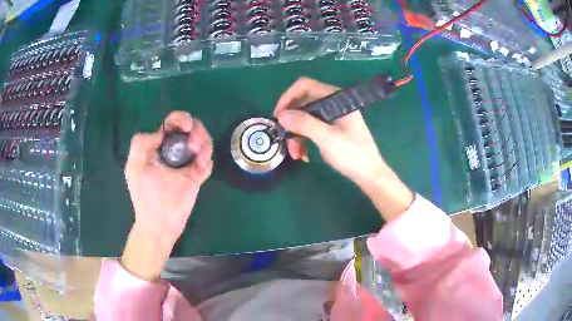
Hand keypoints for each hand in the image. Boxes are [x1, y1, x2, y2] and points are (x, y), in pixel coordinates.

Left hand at [122, 111, 212, 280]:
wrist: (159, 223)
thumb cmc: (145, 196)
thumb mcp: (135, 166)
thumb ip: (142, 143)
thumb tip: (161, 133)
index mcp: (159, 145)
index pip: (172, 123)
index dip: (181, 118)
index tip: (185, 127)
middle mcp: (174, 151)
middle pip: (192, 128)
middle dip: (196, 131)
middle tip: (192, 146)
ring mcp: (187, 163)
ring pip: (203, 142)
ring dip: (204, 144)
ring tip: (198, 159)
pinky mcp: (197, 176)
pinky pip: (208, 161)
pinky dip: (207, 161)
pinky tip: (200, 168)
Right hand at [274, 77, 383, 184]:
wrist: (369, 174)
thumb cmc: (352, 154)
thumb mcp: (327, 138)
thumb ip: (304, 124)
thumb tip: (281, 115)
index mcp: (336, 99)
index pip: (305, 86)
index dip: (288, 97)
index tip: (277, 116)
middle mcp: (333, 104)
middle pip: (303, 103)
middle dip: (292, 121)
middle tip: (283, 137)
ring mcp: (333, 117)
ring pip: (305, 118)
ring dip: (296, 135)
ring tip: (295, 153)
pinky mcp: (331, 129)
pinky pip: (311, 129)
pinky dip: (304, 140)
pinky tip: (304, 155)